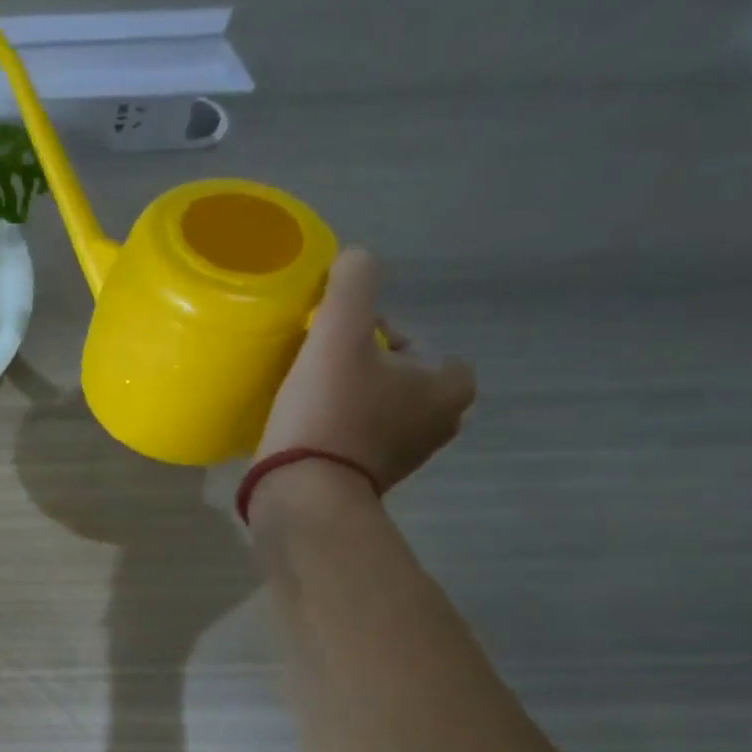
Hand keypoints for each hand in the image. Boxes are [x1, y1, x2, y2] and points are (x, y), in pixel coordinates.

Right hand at [256, 248, 476, 491]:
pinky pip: (355, 437)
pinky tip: (301, 425)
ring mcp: (404, 457)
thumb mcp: (339, 333)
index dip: (374, 332)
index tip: (334, 340)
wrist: (302, 493)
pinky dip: (334, 427)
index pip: (415, 340)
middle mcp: (439, 423)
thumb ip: (353, 284)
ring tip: (303, 394)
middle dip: (360, 366)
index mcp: (449, 386)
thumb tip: (355, 257)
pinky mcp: (367, 479)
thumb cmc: (329, 412)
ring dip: (345, 397)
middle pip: (393, 374)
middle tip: (316, 365)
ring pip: (374, 406)